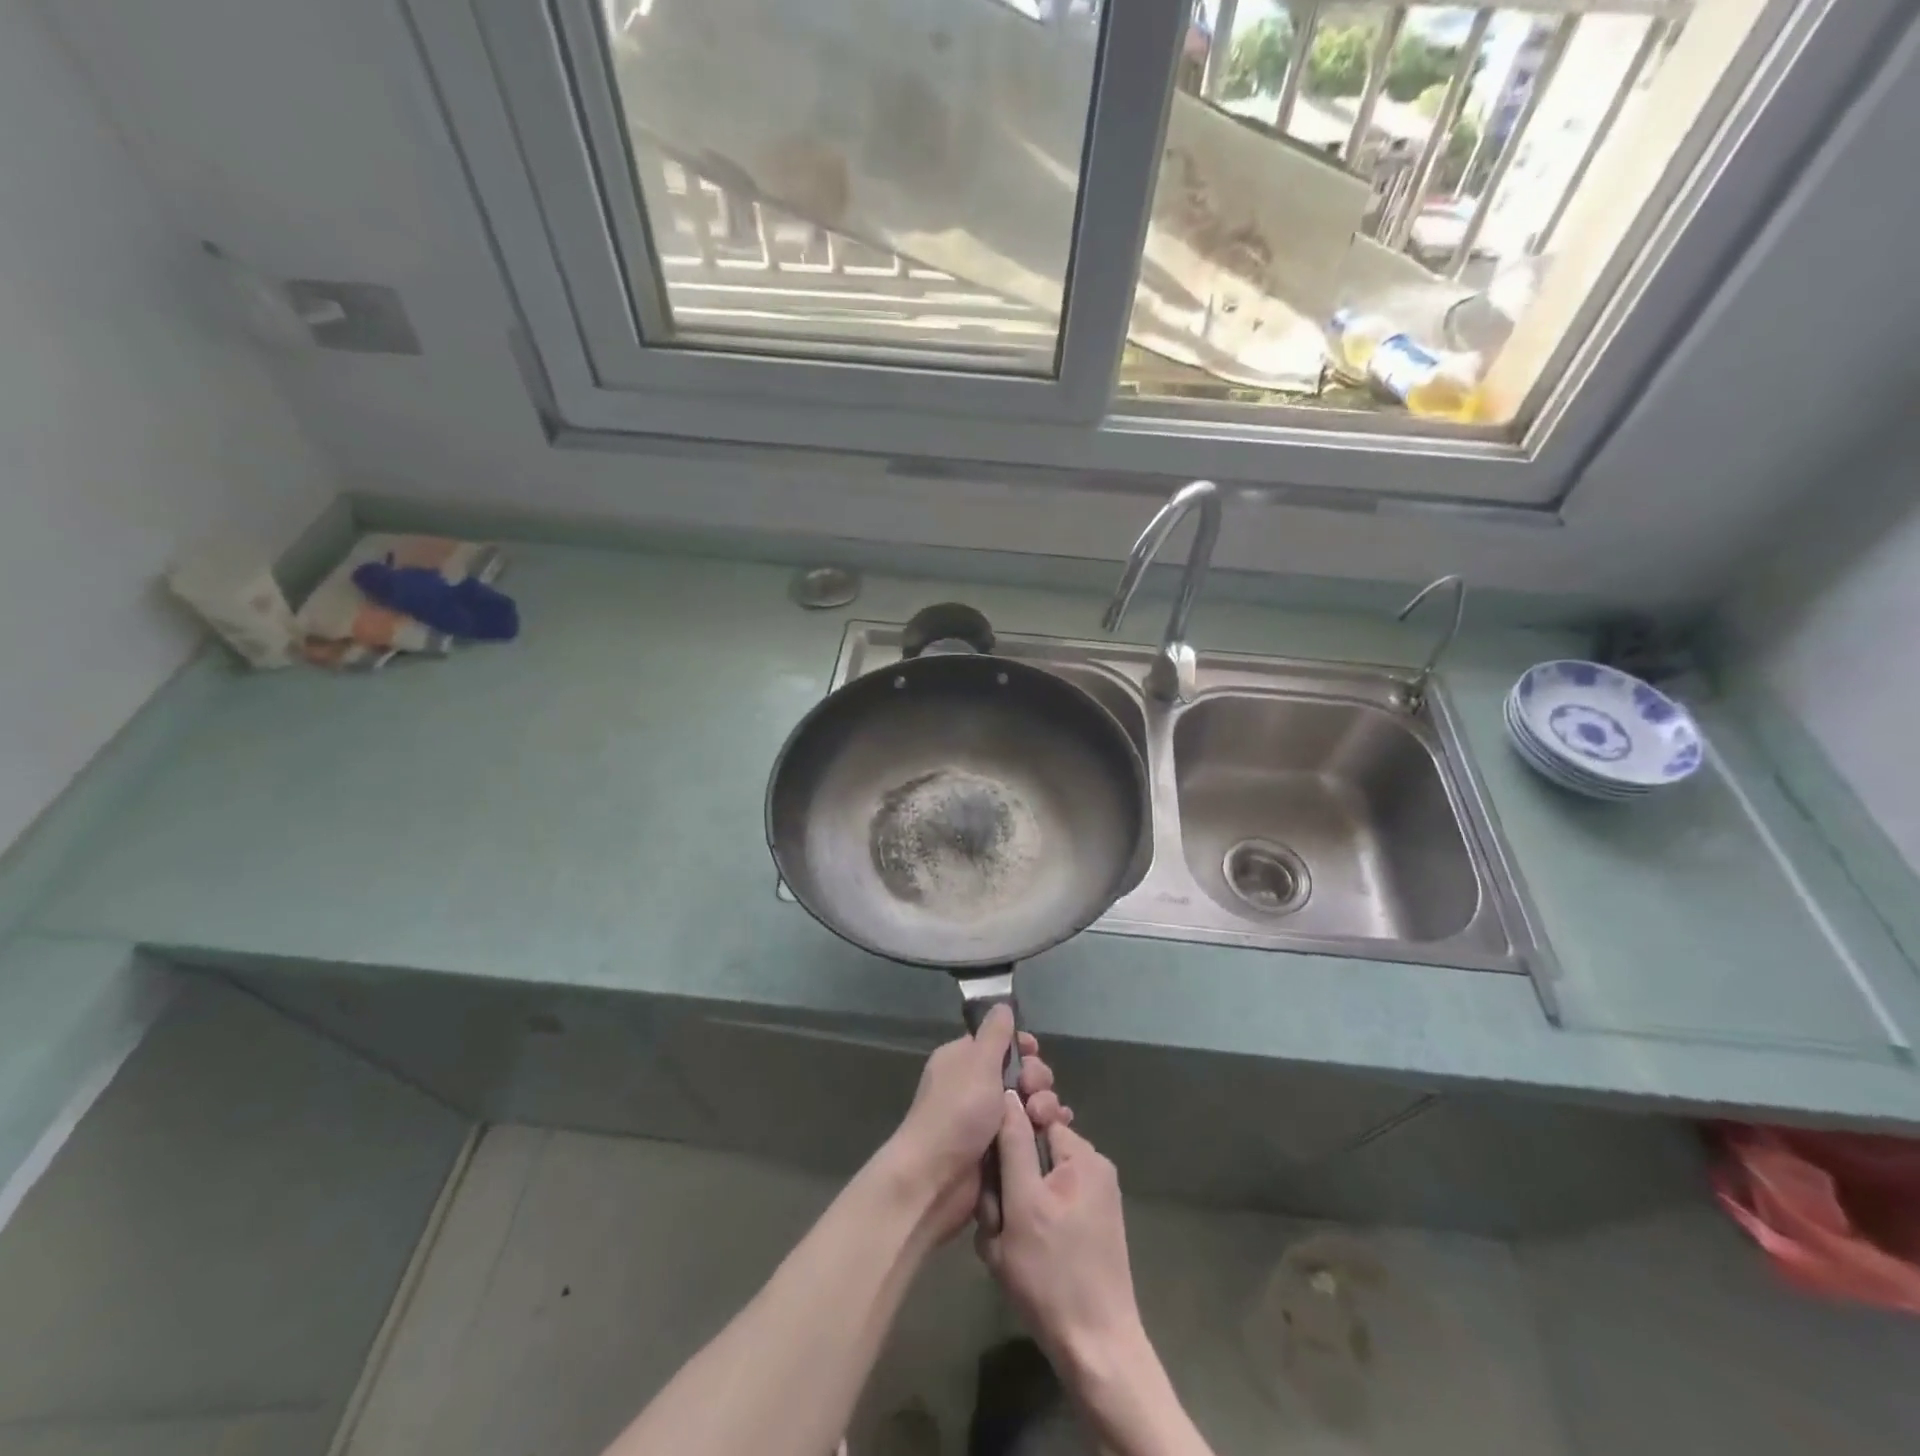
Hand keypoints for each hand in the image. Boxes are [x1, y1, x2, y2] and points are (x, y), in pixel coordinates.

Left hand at [885, 1006, 1071, 1241]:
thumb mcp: (977, 1063)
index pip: (999, 1042)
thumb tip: (1002, 1004)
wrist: (935, 1180)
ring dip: (1044, 1105)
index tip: (1034, 1052)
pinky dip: (1043, 1130)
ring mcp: (987, 1120)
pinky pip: (1028, 1132)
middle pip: (1020, 1072)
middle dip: (1036, 1078)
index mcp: (963, 1060)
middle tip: (1035, 1091)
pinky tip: (1055, 1132)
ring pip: (1028, 1103)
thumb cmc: (956, 1112)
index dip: (1021, 1046)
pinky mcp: (1000, 1150)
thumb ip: (995, 1033)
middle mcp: (975, 1086)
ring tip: (1044, 1117)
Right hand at [975, 1094, 1144, 1379]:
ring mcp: (1096, 1199)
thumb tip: (1009, 1092)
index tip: (993, 1171)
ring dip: (1017, 1205)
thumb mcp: (1021, 1203)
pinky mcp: (1093, 1227)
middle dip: (1009, 1180)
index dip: (1007, 1140)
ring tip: (1006, 1244)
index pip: (1034, 1118)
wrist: (1096, 1351)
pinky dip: (1033, 1221)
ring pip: (1038, 1182)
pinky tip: (1022, 1255)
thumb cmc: (1053, 1274)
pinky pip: (1051, 1205)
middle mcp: (1094, 1168)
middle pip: (1034, 1152)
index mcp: (1082, 1155)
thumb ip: (1014, 1143)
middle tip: (996, 1218)